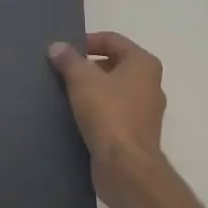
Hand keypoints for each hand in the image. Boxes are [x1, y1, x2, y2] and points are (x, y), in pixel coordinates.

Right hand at [49, 32, 168, 199]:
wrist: (126, 167)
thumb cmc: (108, 113)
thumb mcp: (82, 80)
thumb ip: (69, 60)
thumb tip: (58, 47)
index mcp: (143, 64)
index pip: (113, 40)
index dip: (87, 41)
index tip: (64, 52)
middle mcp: (150, 84)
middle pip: (114, 64)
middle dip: (87, 67)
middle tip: (62, 72)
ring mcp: (146, 111)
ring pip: (113, 90)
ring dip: (91, 90)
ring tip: (64, 94)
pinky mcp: (136, 134)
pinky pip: (114, 113)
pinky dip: (97, 111)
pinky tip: (75, 117)